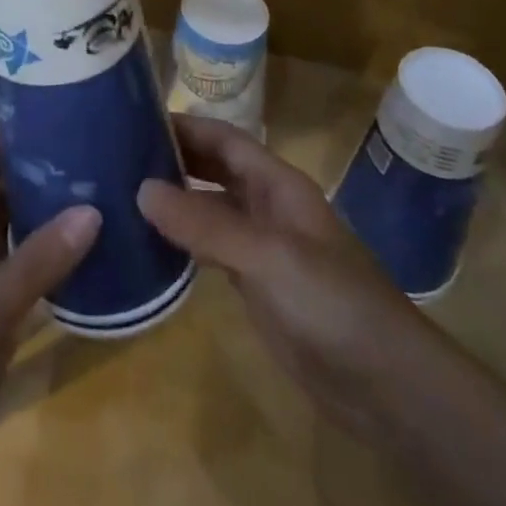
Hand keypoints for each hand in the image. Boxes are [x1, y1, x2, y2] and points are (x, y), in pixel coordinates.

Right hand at [136, 114, 426, 433]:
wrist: (388, 387)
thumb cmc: (331, 303)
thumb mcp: (266, 256)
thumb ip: (205, 223)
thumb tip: (141, 189)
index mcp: (276, 184)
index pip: (223, 138)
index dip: (184, 125)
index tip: (133, 119)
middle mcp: (267, 206)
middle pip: (214, 168)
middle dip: (173, 157)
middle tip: (117, 155)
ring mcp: (262, 247)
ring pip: (210, 208)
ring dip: (174, 199)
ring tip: (122, 194)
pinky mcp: (256, 285)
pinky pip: (211, 249)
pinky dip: (183, 241)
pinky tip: (150, 243)